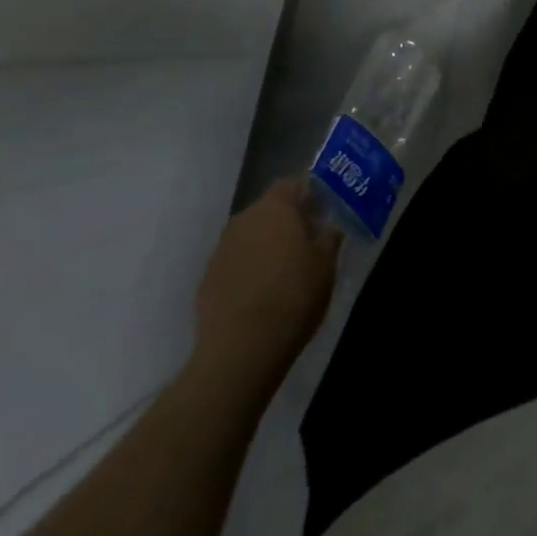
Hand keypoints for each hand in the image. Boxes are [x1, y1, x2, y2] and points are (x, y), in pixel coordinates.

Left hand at [191, 179, 340, 391]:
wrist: (240, 350)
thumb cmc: (293, 297)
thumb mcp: (326, 266)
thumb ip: (329, 237)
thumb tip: (328, 226)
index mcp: (275, 207)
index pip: (291, 185)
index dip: (307, 197)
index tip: (320, 217)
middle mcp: (244, 219)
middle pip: (269, 210)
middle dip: (286, 223)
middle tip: (305, 246)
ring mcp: (221, 249)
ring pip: (250, 236)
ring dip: (265, 247)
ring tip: (283, 274)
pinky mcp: (207, 278)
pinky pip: (234, 263)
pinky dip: (247, 270)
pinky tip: (259, 296)